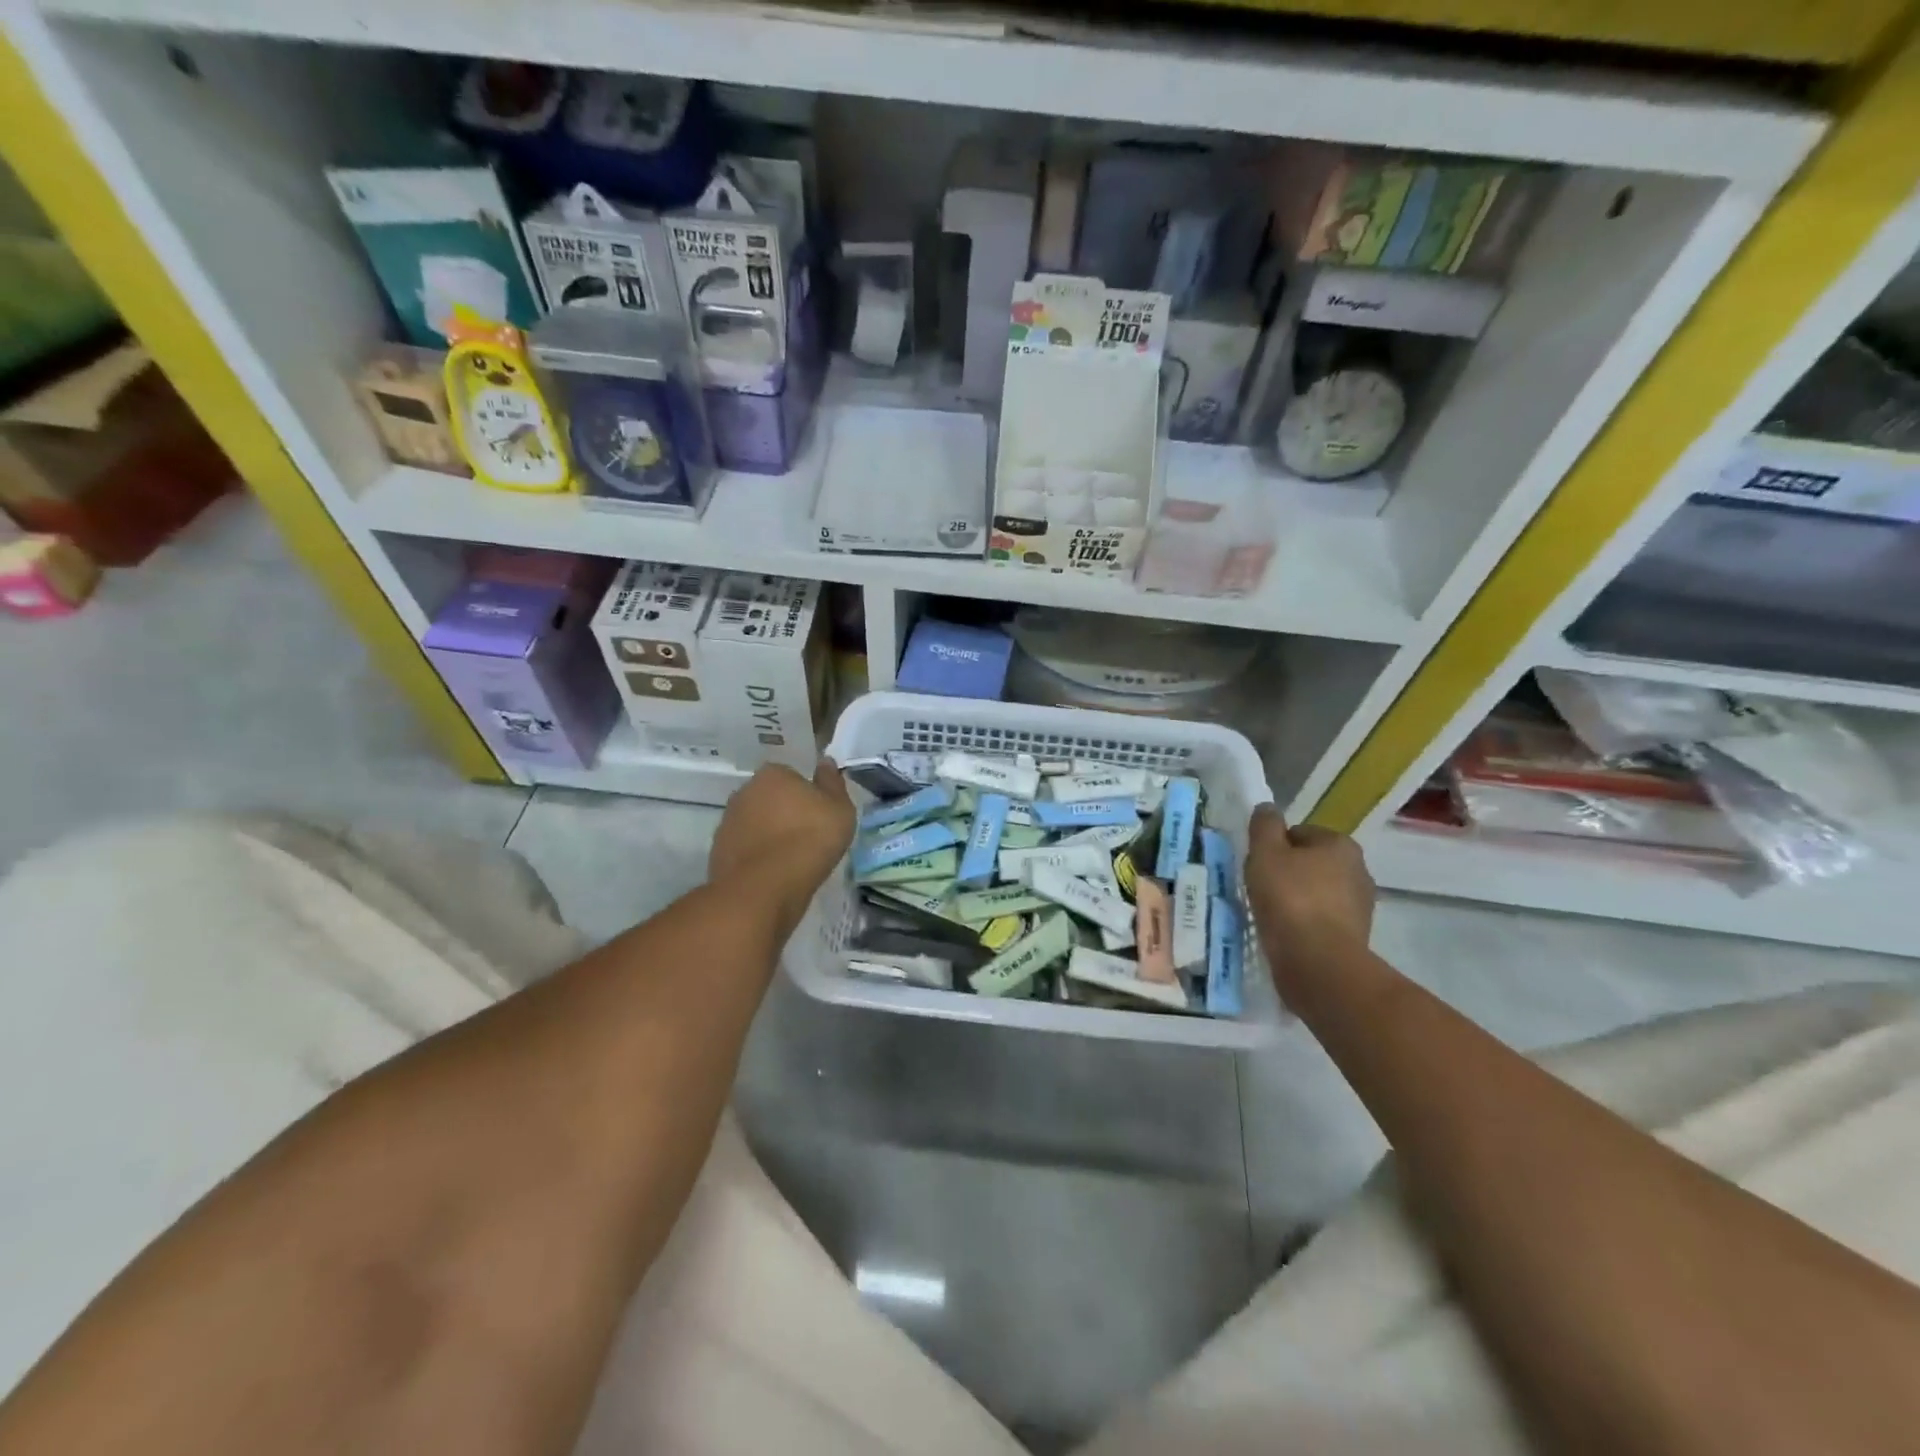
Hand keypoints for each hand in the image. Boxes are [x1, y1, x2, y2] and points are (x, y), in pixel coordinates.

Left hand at [709, 760, 855, 933]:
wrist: (766, 886)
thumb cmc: (810, 839)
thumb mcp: (839, 809)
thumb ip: (832, 783)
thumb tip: (825, 762)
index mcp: (773, 774)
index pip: (792, 776)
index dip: (807, 795)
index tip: (819, 815)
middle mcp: (745, 791)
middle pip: (770, 798)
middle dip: (784, 812)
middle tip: (807, 836)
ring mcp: (727, 822)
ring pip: (755, 823)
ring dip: (768, 835)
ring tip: (791, 859)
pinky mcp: (717, 851)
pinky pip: (744, 848)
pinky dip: (756, 856)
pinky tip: (773, 873)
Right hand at [1246, 806, 1375, 997]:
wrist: (1318, 963)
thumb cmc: (1290, 899)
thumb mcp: (1266, 853)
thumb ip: (1264, 826)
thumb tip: (1267, 808)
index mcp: (1341, 845)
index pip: (1299, 833)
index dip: (1274, 847)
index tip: (1258, 866)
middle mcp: (1359, 870)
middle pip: (1310, 863)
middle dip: (1287, 872)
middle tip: (1261, 888)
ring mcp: (1361, 906)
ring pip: (1317, 892)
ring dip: (1296, 899)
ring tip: (1271, 914)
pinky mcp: (1355, 936)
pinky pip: (1321, 920)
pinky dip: (1304, 923)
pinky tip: (1286, 933)